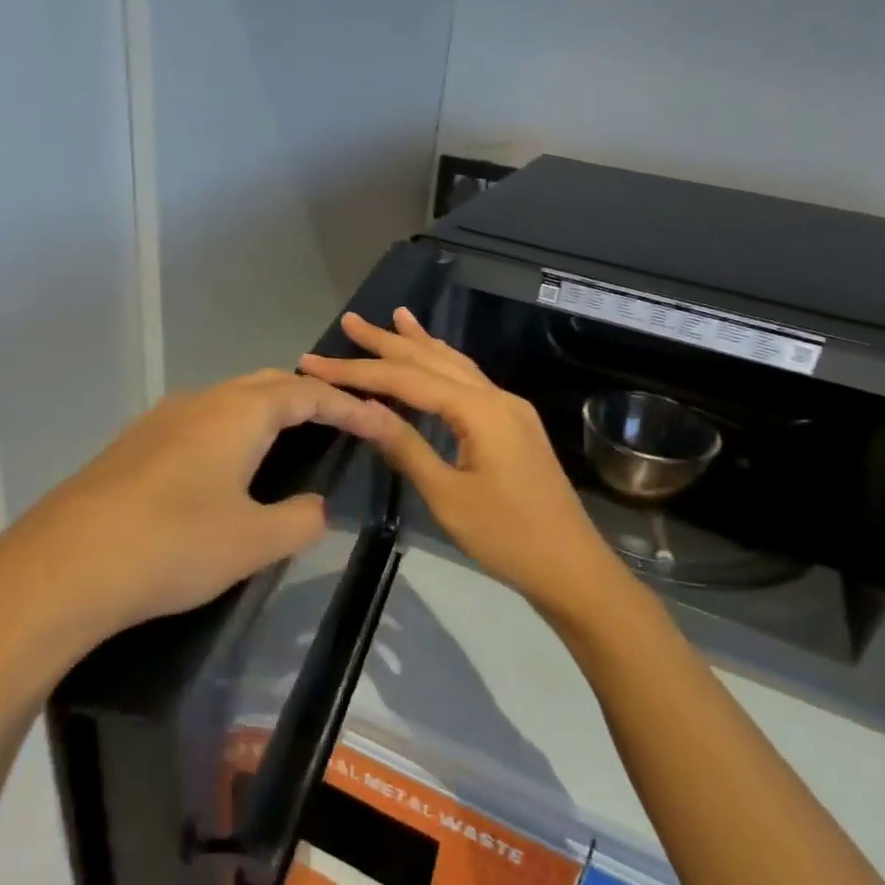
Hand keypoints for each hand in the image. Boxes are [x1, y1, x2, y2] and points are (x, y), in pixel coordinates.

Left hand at [0, 370, 378, 688]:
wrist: (62, 567)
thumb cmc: (173, 546)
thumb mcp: (253, 541)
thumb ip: (299, 519)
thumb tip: (314, 507)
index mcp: (238, 414)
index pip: (307, 395)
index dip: (349, 406)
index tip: (380, 421)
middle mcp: (199, 402)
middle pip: (267, 385)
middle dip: (308, 398)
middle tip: (339, 421)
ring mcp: (159, 421)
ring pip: (228, 400)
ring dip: (266, 411)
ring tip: (289, 438)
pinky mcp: (132, 446)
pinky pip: (199, 422)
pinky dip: (231, 430)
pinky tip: (225, 466)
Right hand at [299, 309, 623, 615]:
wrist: (570, 566)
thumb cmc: (506, 537)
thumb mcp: (446, 495)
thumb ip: (404, 445)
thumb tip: (359, 409)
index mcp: (479, 410)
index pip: (406, 380)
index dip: (357, 370)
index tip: (314, 362)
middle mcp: (496, 397)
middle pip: (433, 360)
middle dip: (388, 341)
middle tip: (350, 321)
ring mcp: (510, 409)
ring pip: (456, 365)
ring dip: (421, 343)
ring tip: (394, 318)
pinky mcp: (514, 425)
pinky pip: (471, 382)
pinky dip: (445, 364)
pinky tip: (436, 358)